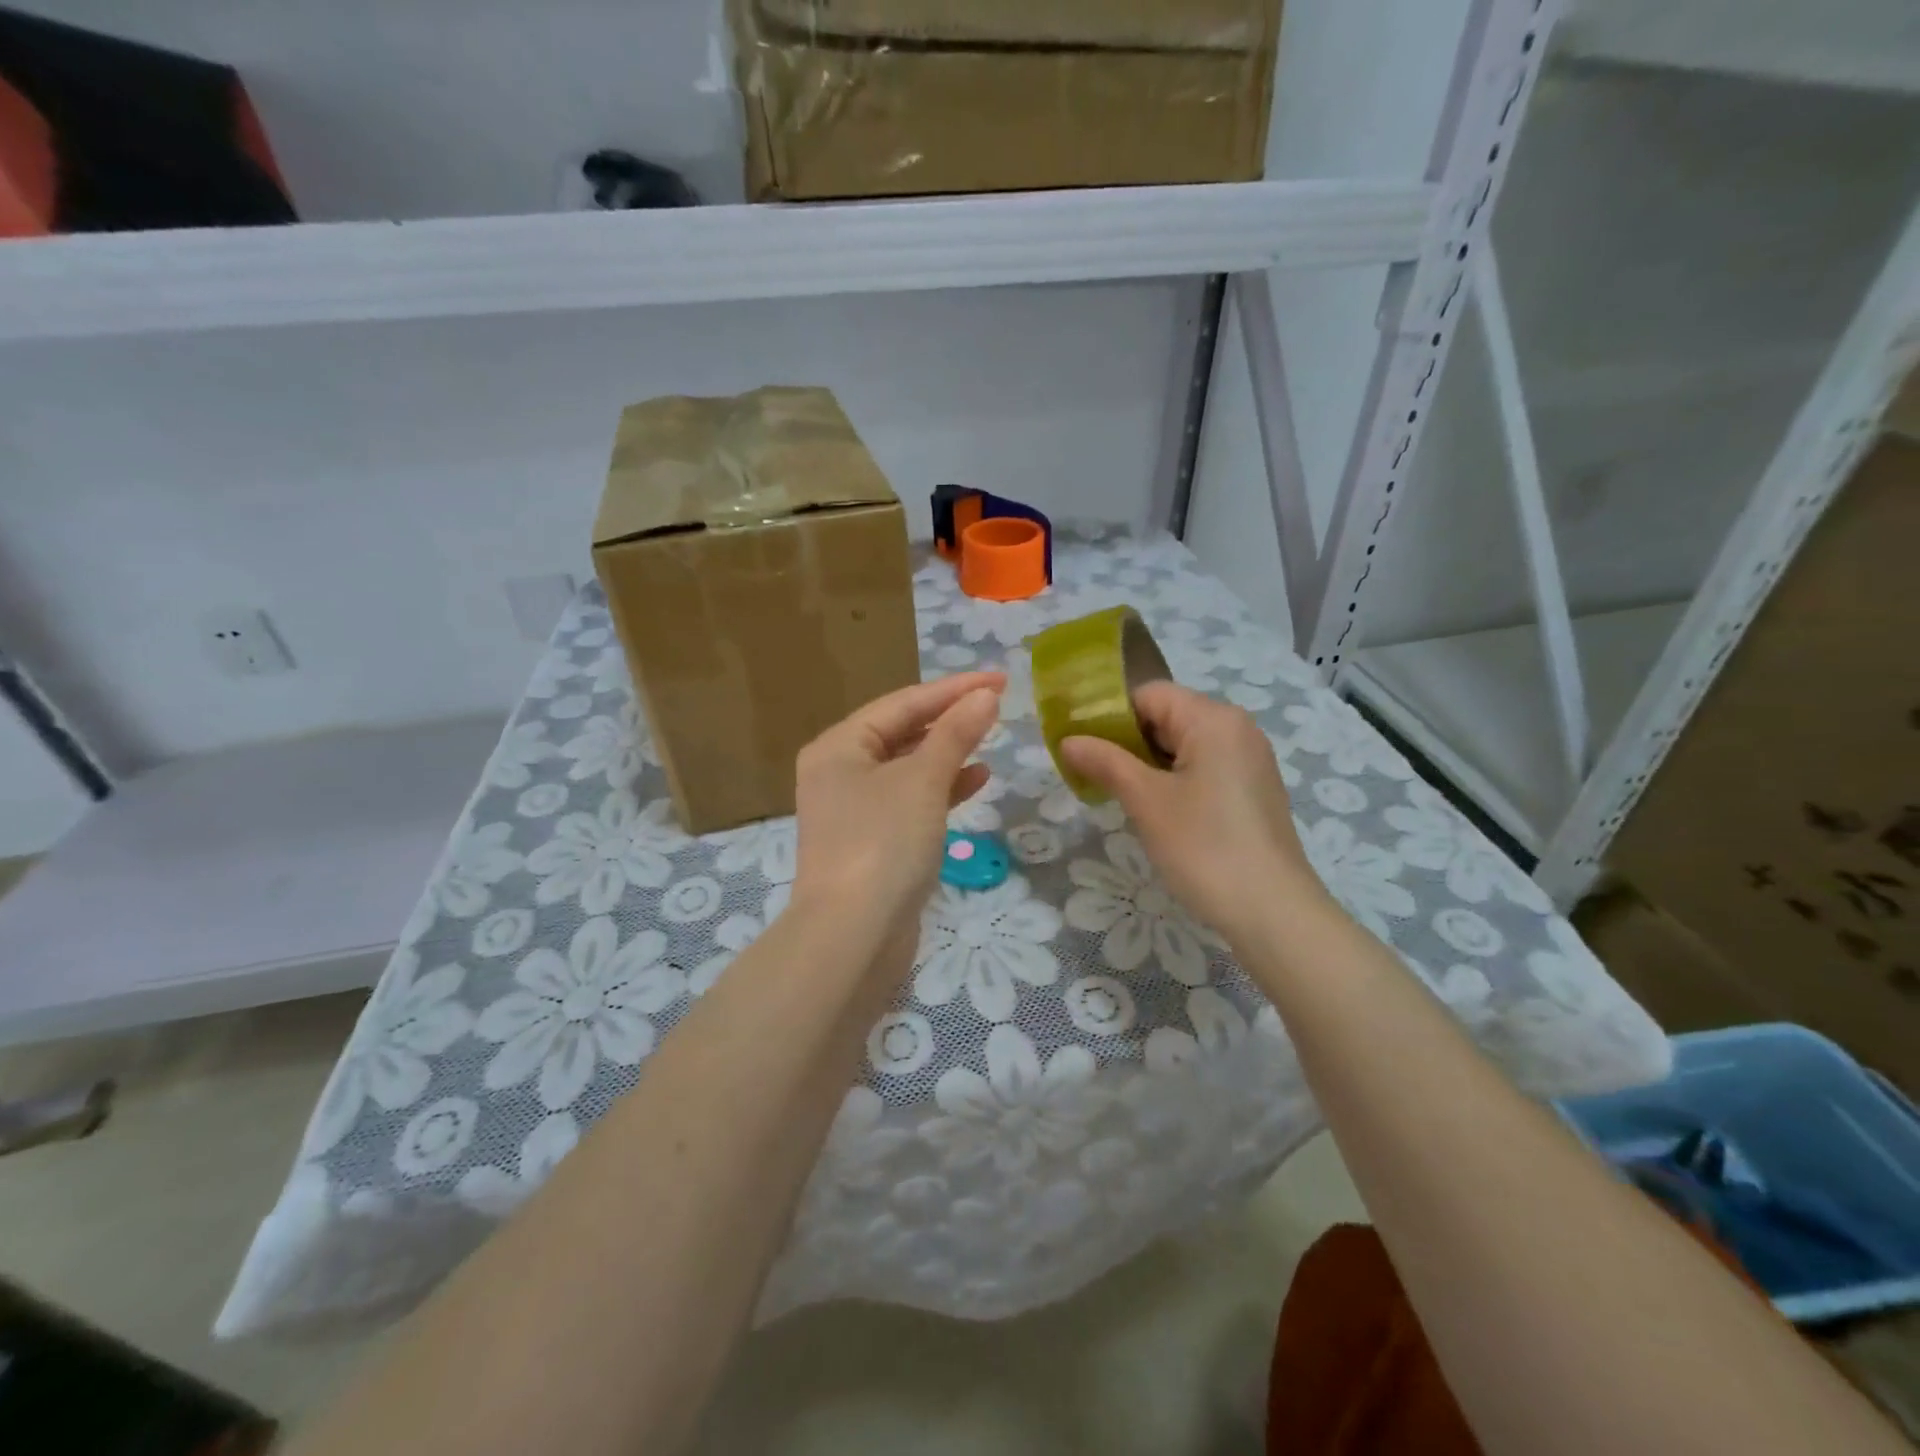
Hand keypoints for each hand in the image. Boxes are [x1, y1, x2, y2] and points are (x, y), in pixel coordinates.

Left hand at [791, 672, 1004, 946]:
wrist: (853, 938)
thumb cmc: (883, 844)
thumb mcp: (923, 781)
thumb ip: (955, 734)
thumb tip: (985, 696)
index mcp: (839, 746)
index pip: (902, 702)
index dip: (953, 689)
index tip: (999, 679)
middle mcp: (840, 771)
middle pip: (902, 731)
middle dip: (950, 717)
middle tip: (998, 703)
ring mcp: (854, 809)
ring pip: (908, 766)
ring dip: (948, 751)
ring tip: (991, 737)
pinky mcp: (873, 841)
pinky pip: (911, 800)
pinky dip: (942, 788)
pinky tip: (977, 780)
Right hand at [1059, 682, 1327, 943]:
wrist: (1272, 911)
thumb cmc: (1204, 847)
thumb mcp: (1146, 801)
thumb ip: (1105, 762)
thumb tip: (1068, 740)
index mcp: (1213, 718)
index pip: (1148, 694)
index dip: (1108, 714)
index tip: (1079, 745)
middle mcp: (1236, 728)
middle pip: (1167, 716)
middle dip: (1126, 740)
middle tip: (1091, 772)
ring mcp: (1249, 759)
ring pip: (1184, 744)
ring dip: (1147, 763)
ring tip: (1116, 793)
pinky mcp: (1253, 788)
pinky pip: (1203, 766)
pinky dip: (1173, 778)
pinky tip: (1155, 810)